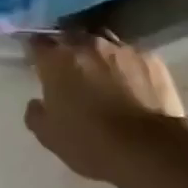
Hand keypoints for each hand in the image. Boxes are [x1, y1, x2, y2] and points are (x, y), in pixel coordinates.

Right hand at [24, 32, 187, 181]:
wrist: (150, 150)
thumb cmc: (91, 143)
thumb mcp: (49, 136)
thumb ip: (36, 113)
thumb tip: (38, 103)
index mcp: (57, 59)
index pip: (37, 43)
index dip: (36, 52)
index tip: (38, 64)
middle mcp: (87, 45)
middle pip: (70, 38)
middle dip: (67, 51)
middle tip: (70, 72)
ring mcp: (121, 49)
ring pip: (102, 43)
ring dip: (98, 55)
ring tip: (102, 75)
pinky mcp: (151, 59)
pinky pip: (131, 56)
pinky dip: (126, 67)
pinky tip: (132, 85)